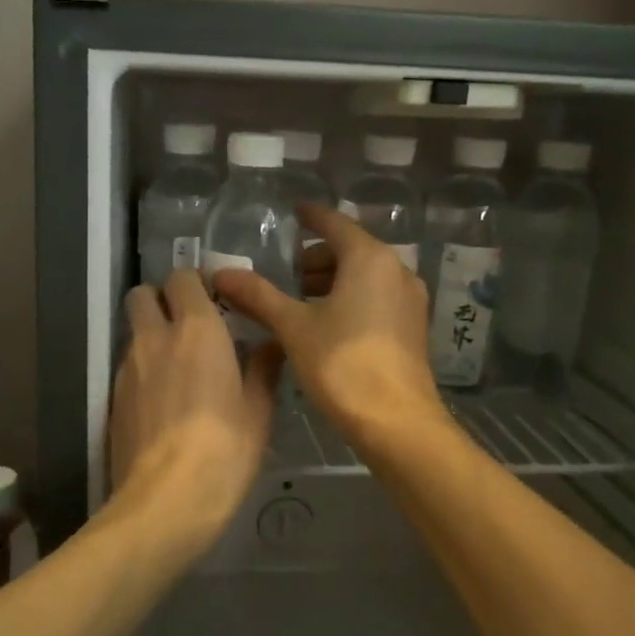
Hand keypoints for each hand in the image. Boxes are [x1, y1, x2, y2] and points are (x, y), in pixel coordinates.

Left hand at [109, 270, 281, 549]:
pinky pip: (127, 365)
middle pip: (142, 293)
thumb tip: (270, 345)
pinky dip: (143, 368)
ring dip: (152, 334)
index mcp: (197, 330)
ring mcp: (127, 367)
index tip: (216, 301)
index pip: (183, 278)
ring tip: (178, 366)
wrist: (164, 502)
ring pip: (134, 330)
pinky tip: (163, 400)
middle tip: (188, 324)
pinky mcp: (112, 397)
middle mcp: (155, 337)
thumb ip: (263, 369)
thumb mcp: (258, 412)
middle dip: (161, 298)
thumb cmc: (224, 452)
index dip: (196, 283)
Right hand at [213, 204, 442, 447]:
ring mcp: (410, 299)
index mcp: (369, 259)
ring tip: (299, 303)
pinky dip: (351, 298)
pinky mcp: (413, 326)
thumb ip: (258, 295)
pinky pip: (377, 297)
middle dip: (316, 259)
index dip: (311, 217)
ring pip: (365, 276)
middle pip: (351, 250)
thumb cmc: (342, 365)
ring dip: (332, 281)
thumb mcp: (293, 327)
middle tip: (284, 275)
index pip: (334, 224)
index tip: (293, 212)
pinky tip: (326, 324)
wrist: (397, 422)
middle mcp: (397, 270)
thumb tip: (221, 273)